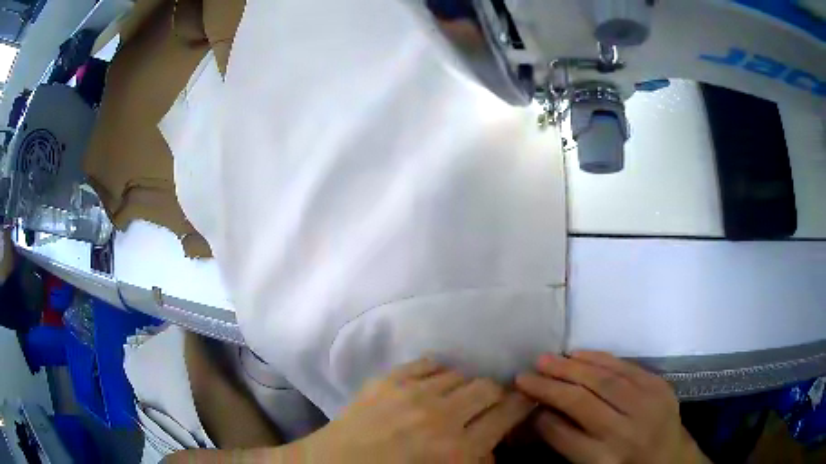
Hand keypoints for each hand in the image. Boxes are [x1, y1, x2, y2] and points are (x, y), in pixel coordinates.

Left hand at [286, 359, 535, 462]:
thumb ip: (474, 463)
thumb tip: (492, 448)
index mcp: (457, 450)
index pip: (507, 414)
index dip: (522, 404)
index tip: (525, 401)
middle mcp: (440, 416)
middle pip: (488, 388)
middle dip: (495, 396)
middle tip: (488, 407)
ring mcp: (411, 393)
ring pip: (461, 374)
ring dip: (464, 387)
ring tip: (455, 400)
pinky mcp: (388, 379)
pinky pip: (429, 363)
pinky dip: (439, 374)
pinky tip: (432, 388)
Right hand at [516, 352, 709, 463]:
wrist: (670, 458)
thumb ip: (567, 443)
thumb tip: (540, 414)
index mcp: (605, 460)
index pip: (564, 434)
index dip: (539, 413)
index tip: (521, 397)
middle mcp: (625, 433)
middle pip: (581, 403)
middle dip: (550, 386)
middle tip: (525, 373)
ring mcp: (646, 405)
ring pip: (603, 380)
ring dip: (570, 367)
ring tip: (546, 358)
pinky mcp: (659, 386)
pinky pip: (626, 367)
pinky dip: (600, 358)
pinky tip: (580, 353)